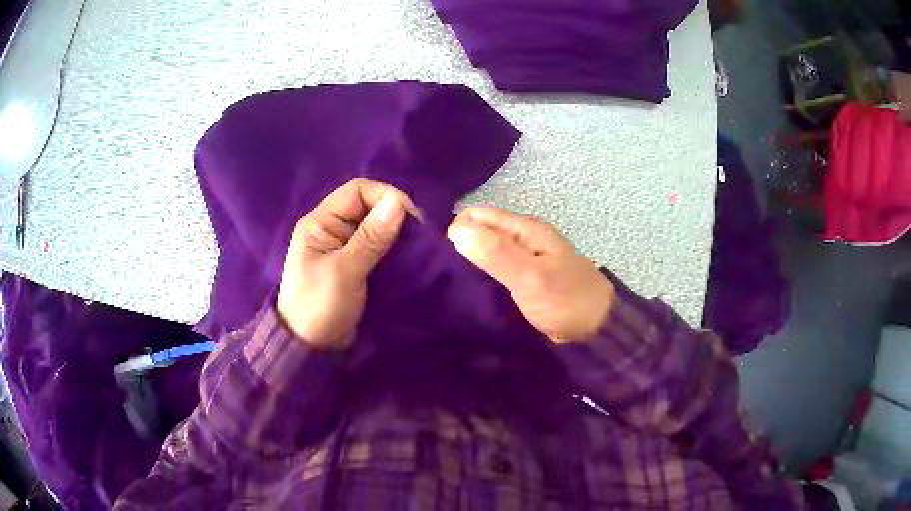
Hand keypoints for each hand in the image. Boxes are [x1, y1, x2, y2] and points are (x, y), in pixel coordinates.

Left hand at [277, 178, 413, 349]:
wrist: (310, 348)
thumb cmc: (319, 306)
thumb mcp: (344, 271)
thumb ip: (370, 237)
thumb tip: (398, 202)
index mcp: (320, 222)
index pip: (357, 190)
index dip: (385, 196)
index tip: (410, 219)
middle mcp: (333, 228)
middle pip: (369, 206)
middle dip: (395, 216)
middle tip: (418, 236)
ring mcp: (344, 247)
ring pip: (377, 227)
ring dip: (397, 234)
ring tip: (417, 248)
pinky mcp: (355, 265)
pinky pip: (378, 247)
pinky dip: (394, 250)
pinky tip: (408, 259)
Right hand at [447, 206, 613, 342]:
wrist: (596, 330)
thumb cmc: (566, 301)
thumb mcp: (531, 277)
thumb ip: (496, 253)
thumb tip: (455, 228)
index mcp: (525, 228)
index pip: (475, 215)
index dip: (454, 231)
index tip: (437, 259)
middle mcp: (523, 237)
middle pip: (479, 232)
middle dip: (459, 248)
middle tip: (438, 275)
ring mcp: (524, 257)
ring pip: (485, 251)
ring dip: (469, 264)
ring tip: (446, 284)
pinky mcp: (524, 277)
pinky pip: (495, 270)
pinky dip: (481, 277)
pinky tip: (467, 292)